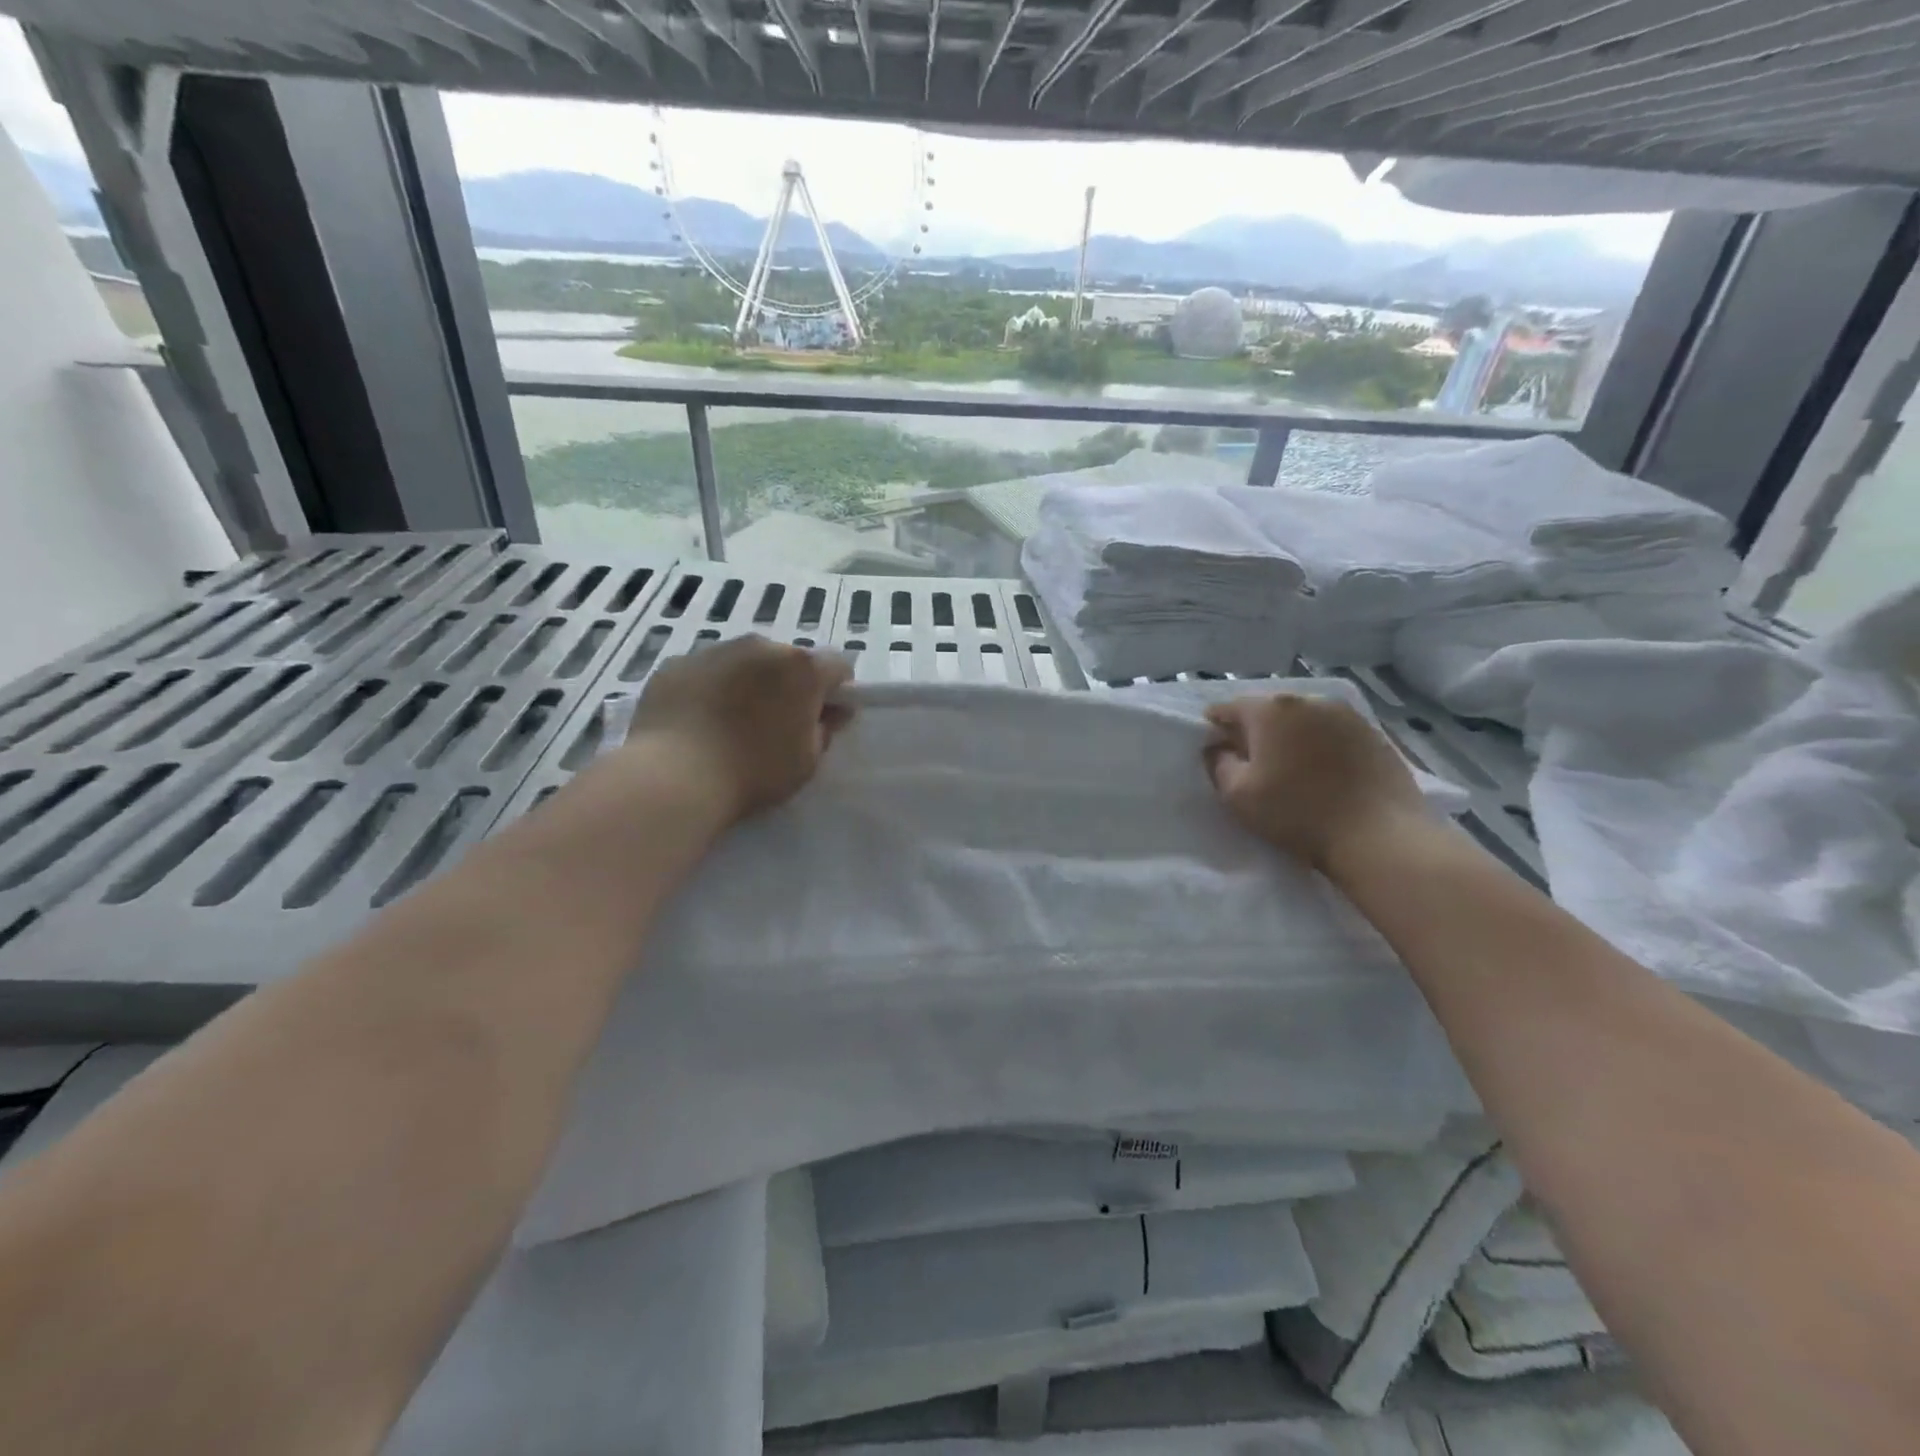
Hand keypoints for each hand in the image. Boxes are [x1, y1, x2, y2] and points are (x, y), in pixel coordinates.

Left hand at [625, 636, 852, 823]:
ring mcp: (714, 651)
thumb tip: (830, 712)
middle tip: (776, 725)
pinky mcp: (676, 663)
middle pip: (788, 660)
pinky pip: (706, 672)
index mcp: (801, 668)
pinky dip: (710, 689)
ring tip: (731, 725)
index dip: (836, 692)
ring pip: (745, 662)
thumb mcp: (807, 761)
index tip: (824, 719)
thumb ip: (825, 729)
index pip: (837, 667)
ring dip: (749, 683)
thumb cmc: (754, 771)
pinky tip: (698, 723)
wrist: (674, 777)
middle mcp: (761, 647)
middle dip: (789, 685)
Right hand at [1203, 694, 1425, 871]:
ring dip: (1290, 737)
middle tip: (1252, 763)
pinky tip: (1324, 773)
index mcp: (1270, 711)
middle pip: (1268, 710)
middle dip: (1255, 731)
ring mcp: (1346, 715)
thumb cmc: (1297, 813)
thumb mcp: (1238, 795)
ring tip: (1291, 768)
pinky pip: (1332, 733)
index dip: (1215, 728)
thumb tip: (1218, 747)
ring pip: (1303, 720)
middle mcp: (1307, 701)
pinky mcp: (1373, 734)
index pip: (1228, 709)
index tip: (1215, 750)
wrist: (1378, 836)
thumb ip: (1218, 763)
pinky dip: (1321, 745)